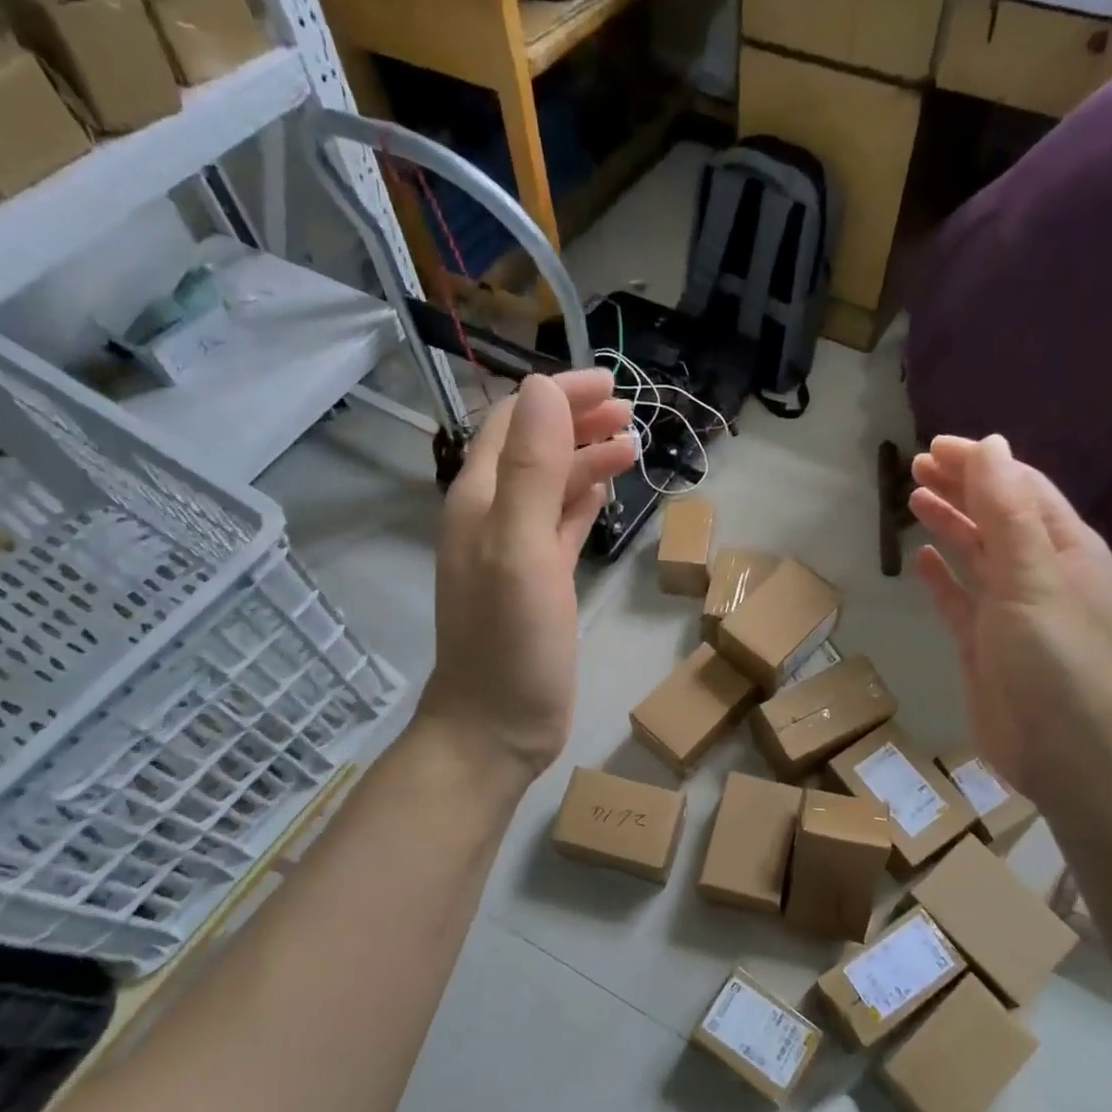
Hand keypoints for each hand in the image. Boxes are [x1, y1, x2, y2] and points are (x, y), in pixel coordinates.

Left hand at [418, 371, 633, 780]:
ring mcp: (517, 551)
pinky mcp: (540, 582)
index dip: (559, 395)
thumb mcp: (520, 550)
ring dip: (587, 459)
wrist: (496, 727)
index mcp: (480, 501)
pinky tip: (604, 492)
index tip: (611, 384)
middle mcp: (494, 517)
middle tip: (630, 412)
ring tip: (631, 445)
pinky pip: (560, 525)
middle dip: (578, 421)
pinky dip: (582, 501)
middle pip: (535, 448)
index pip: (516, 423)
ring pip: (552, 486)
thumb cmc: (508, 642)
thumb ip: (532, 471)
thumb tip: (545, 389)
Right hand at [909, 436, 1111, 805]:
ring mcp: (1011, 612)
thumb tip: (992, 445)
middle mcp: (1039, 575)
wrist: (1069, 755)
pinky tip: (922, 560)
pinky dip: (943, 578)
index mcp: (1064, 550)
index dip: (982, 464)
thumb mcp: (1033, 578)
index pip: (1021, 489)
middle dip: (962, 487)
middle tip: (917, 465)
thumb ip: (1008, 512)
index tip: (937, 445)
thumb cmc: (1058, 660)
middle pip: (997, 517)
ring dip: (950, 524)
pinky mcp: (984, 646)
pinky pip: (960, 600)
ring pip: (977, 555)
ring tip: (914, 498)